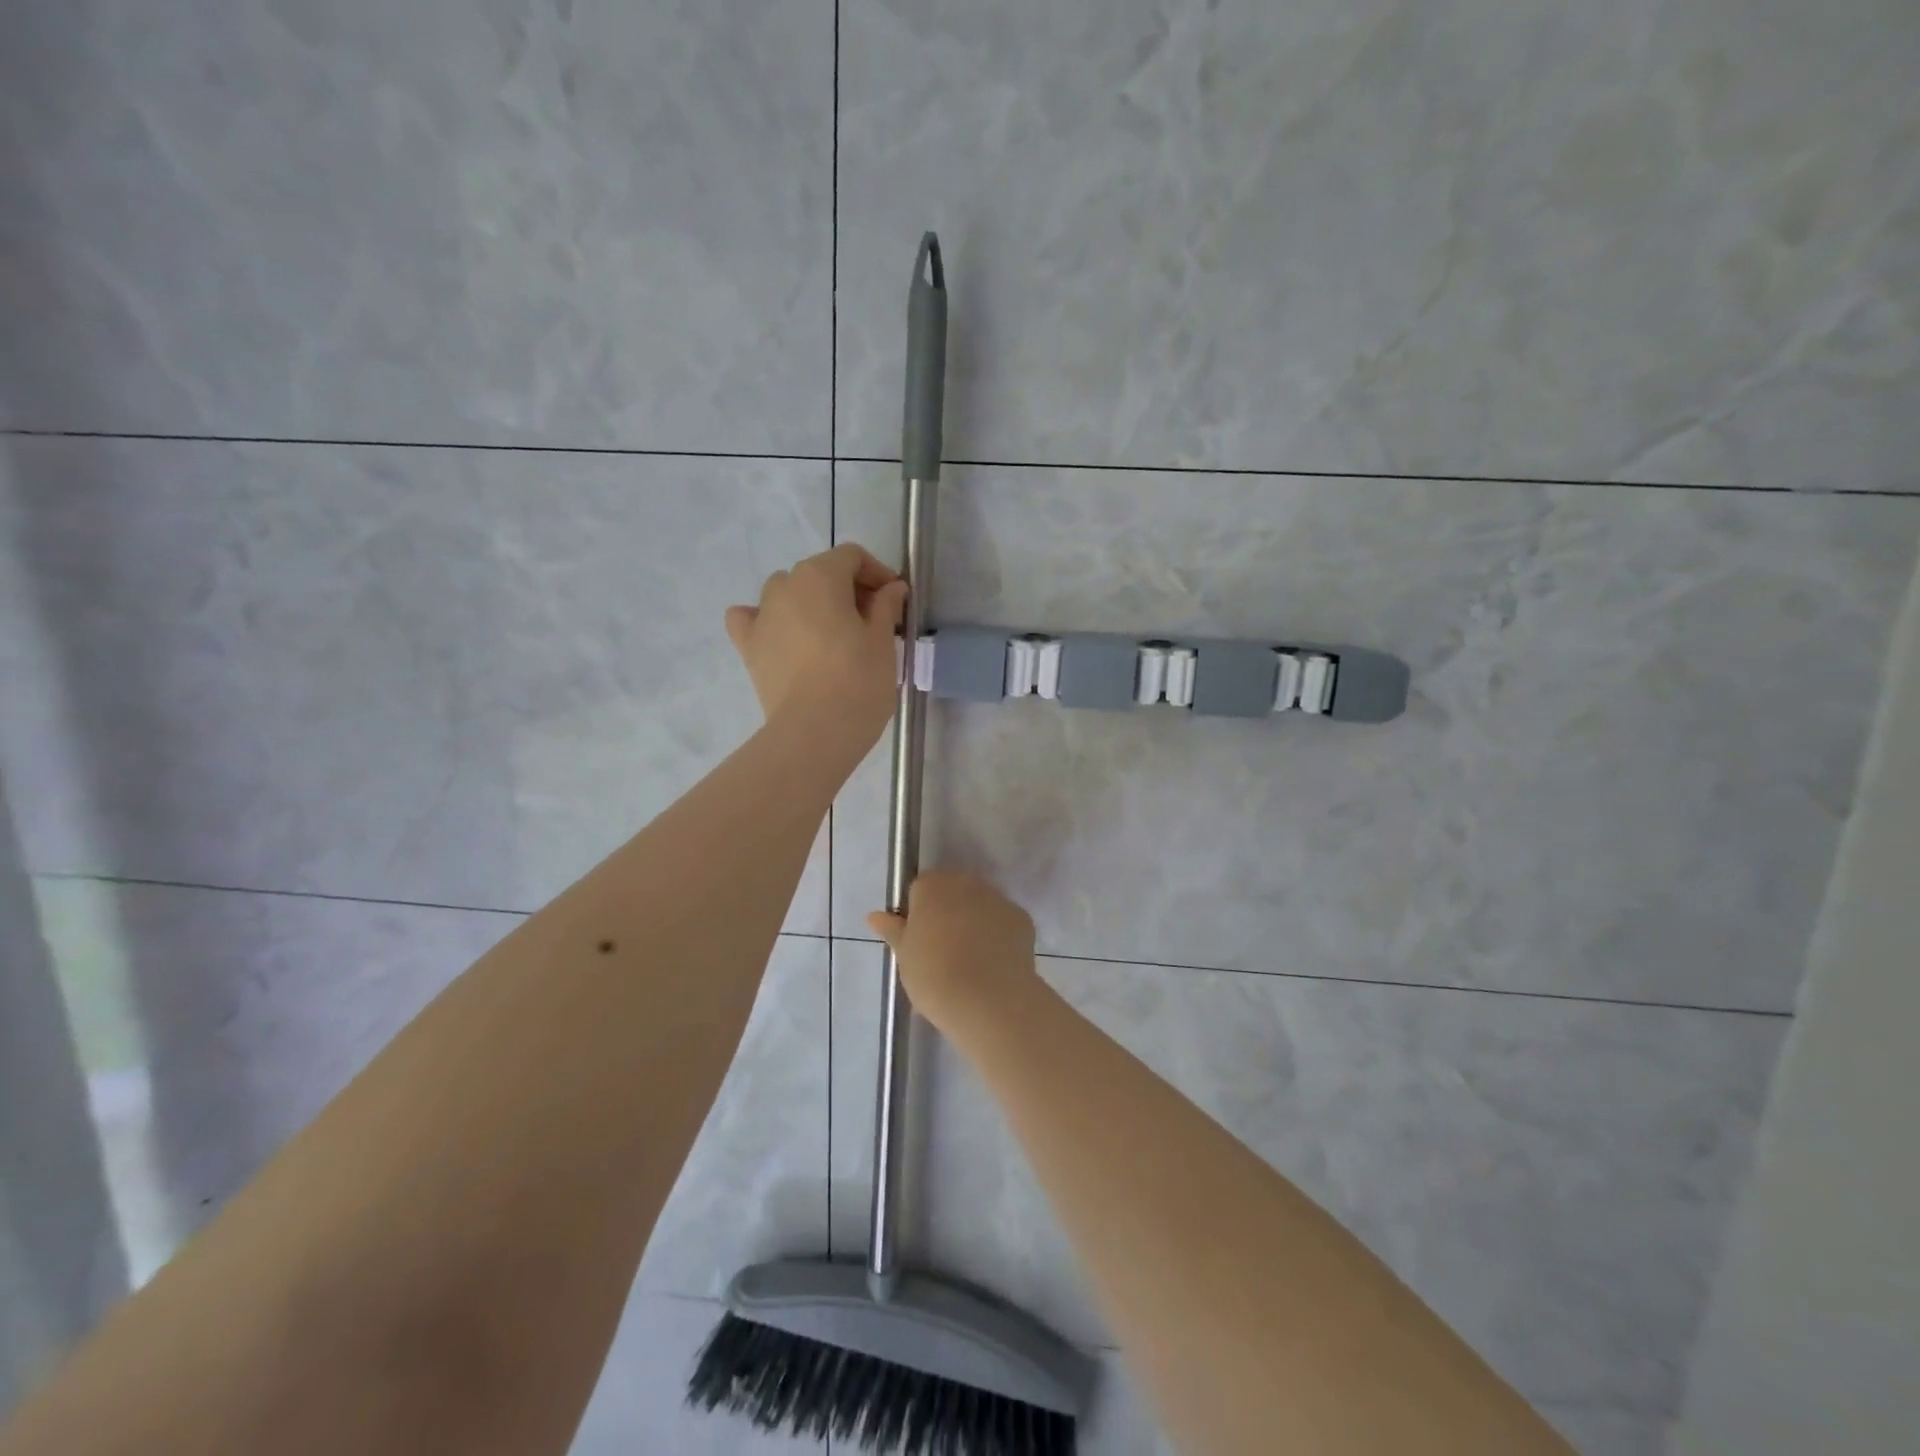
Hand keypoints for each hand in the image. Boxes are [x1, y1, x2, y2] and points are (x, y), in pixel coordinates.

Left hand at [726, 543, 907, 750]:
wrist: (814, 733)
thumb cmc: (858, 681)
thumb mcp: (883, 641)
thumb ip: (886, 606)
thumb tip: (892, 588)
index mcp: (821, 576)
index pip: (851, 556)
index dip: (877, 573)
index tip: (895, 600)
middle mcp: (785, 585)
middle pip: (820, 572)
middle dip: (847, 589)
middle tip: (872, 621)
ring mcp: (761, 615)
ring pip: (786, 592)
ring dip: (810, 602)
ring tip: (832, 632)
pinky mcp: (748, 647)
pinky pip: (750, 619)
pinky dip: (766, 620)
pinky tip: (781, 636)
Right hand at [867, 870, 1044, 1036]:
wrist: (988, 999)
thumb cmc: (934, 975)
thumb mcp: (904, 956)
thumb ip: (893, 930)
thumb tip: (875, 915)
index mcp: (932, 886)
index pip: (920, 890)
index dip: (918, 914)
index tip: (919, 941)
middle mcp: (966, 883)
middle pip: (953, 892)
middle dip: (948, 913)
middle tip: (942, 951)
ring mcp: (997, 898)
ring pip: (980, 905)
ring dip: (974, 922)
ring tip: (971, 961)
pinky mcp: (1021, 918)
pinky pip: (1003, 922)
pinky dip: (998, 936)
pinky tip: (993, 964)